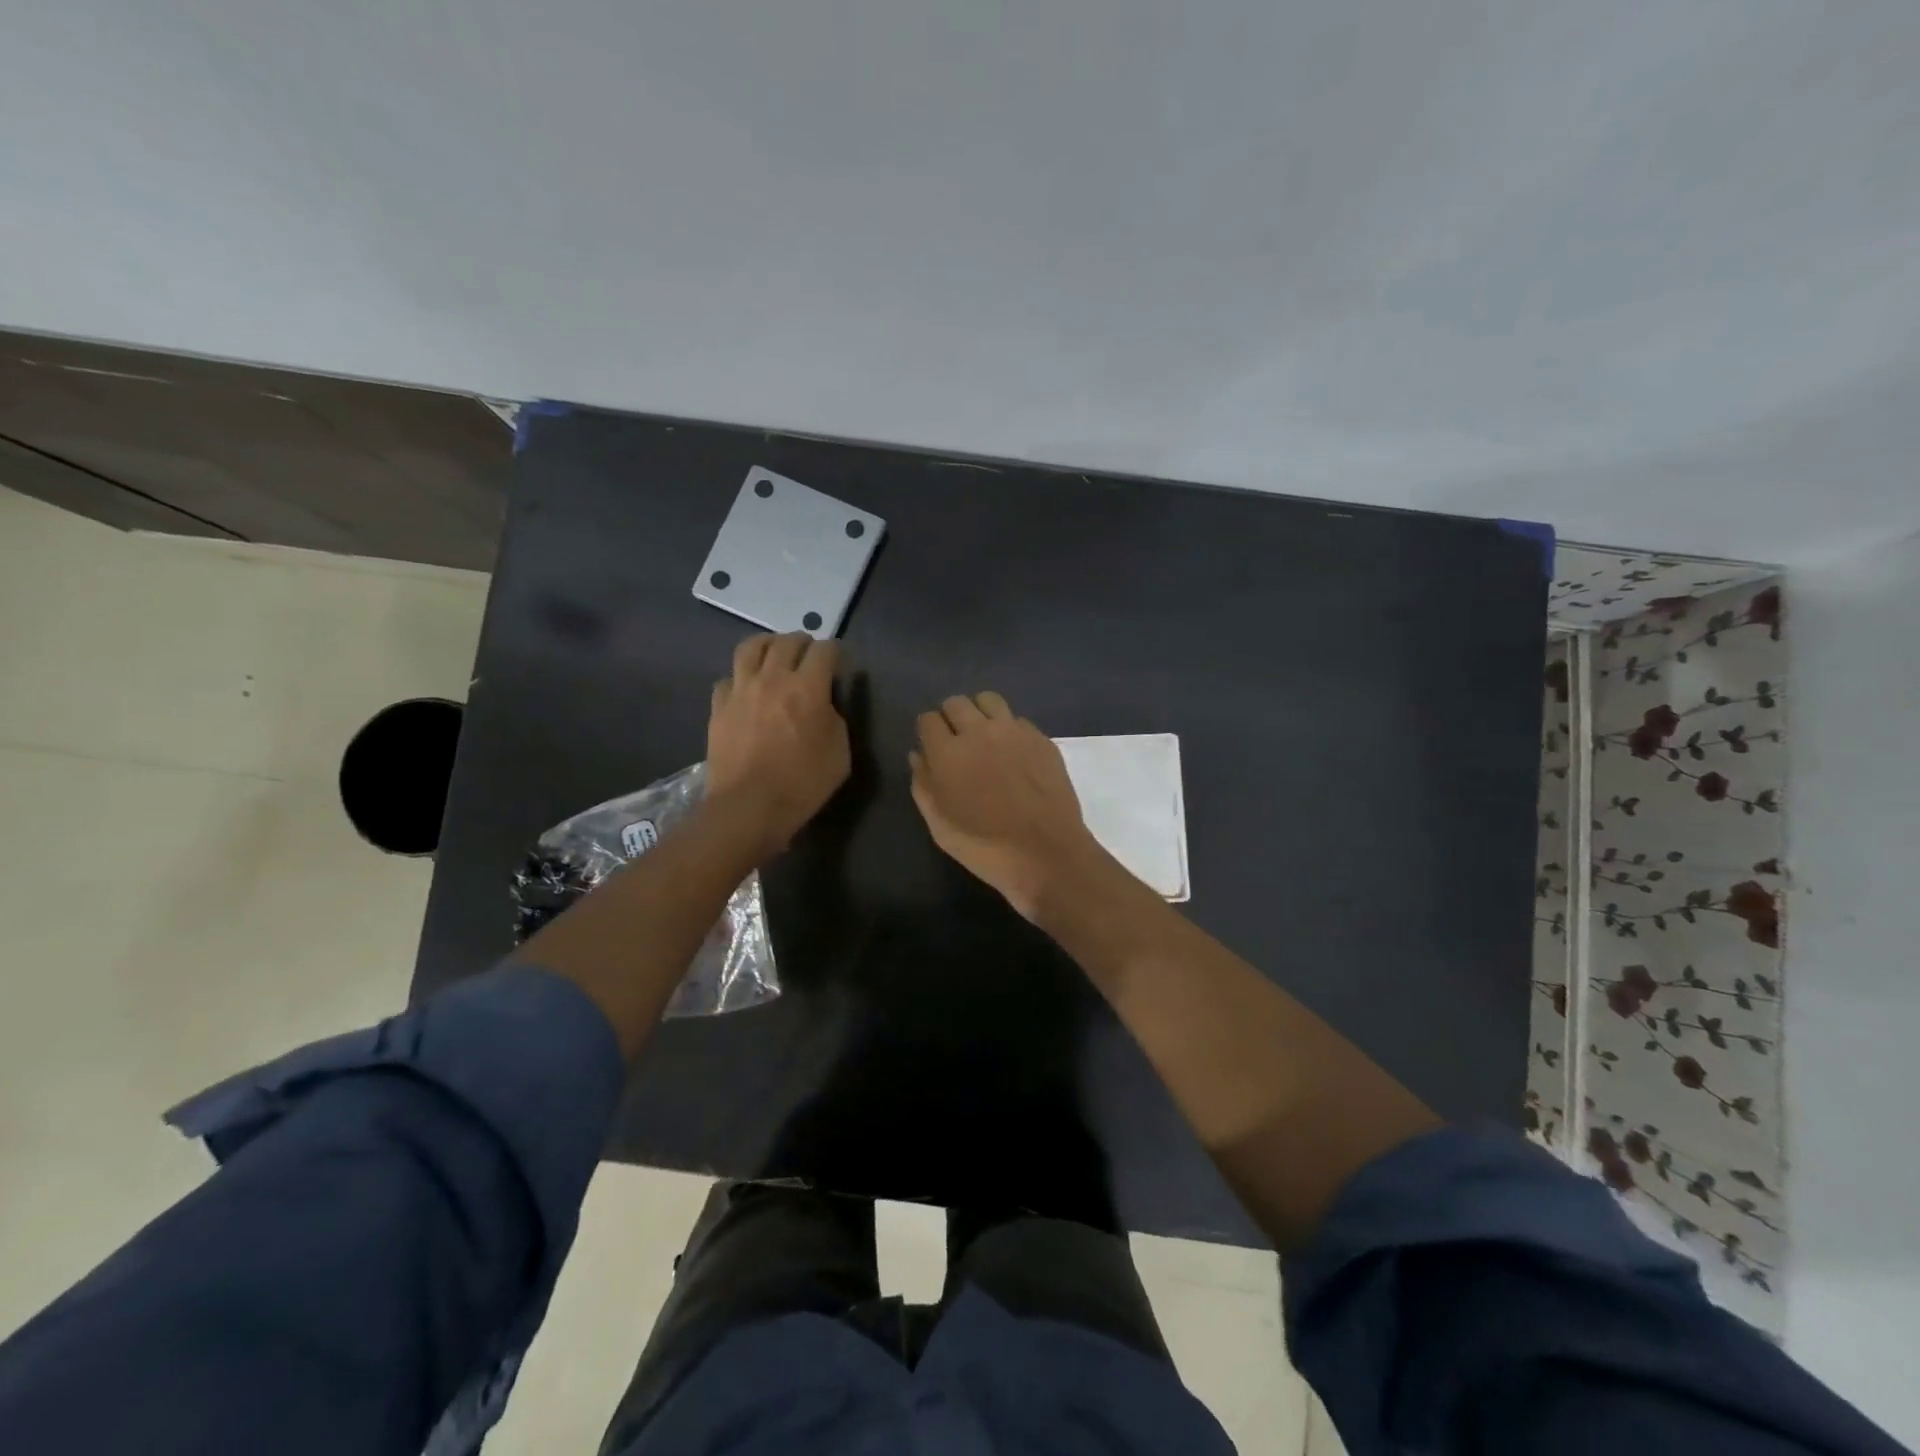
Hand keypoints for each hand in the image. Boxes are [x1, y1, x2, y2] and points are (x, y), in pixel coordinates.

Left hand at [705, 633, 850, 857]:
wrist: (749, 806)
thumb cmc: (803, 783)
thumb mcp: (840, 754)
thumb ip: (835, 719)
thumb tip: (824, 705)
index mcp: (808, 687)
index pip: (825, 651)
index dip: (835, 652)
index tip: (839, 662)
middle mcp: (773, 678)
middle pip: (788, 641)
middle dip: (803, 643)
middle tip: (809, 655)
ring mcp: (741, 689)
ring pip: (752, 647)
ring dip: (769, 645)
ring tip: (775, 655)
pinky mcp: (718, 706)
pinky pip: (729, 678)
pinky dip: (741, 677)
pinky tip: (747, 690)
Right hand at [909, 692, 1103, 920]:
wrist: (1047, 854)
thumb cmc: (985, 848)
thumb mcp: (940, 827)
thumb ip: (923, 786)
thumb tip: (918, 755)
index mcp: (948, 753)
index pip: (928, 720)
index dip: (928, 733)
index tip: (933, 749)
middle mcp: (979, 731)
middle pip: (956, 703)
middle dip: (951, 718)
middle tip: (957, 743)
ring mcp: (1013, 731)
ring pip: (988, 700)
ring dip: (980, 713)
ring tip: (985, 738)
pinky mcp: (1040, 738)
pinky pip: (1016, 719)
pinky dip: (1008, 728)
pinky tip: (1012, 753)